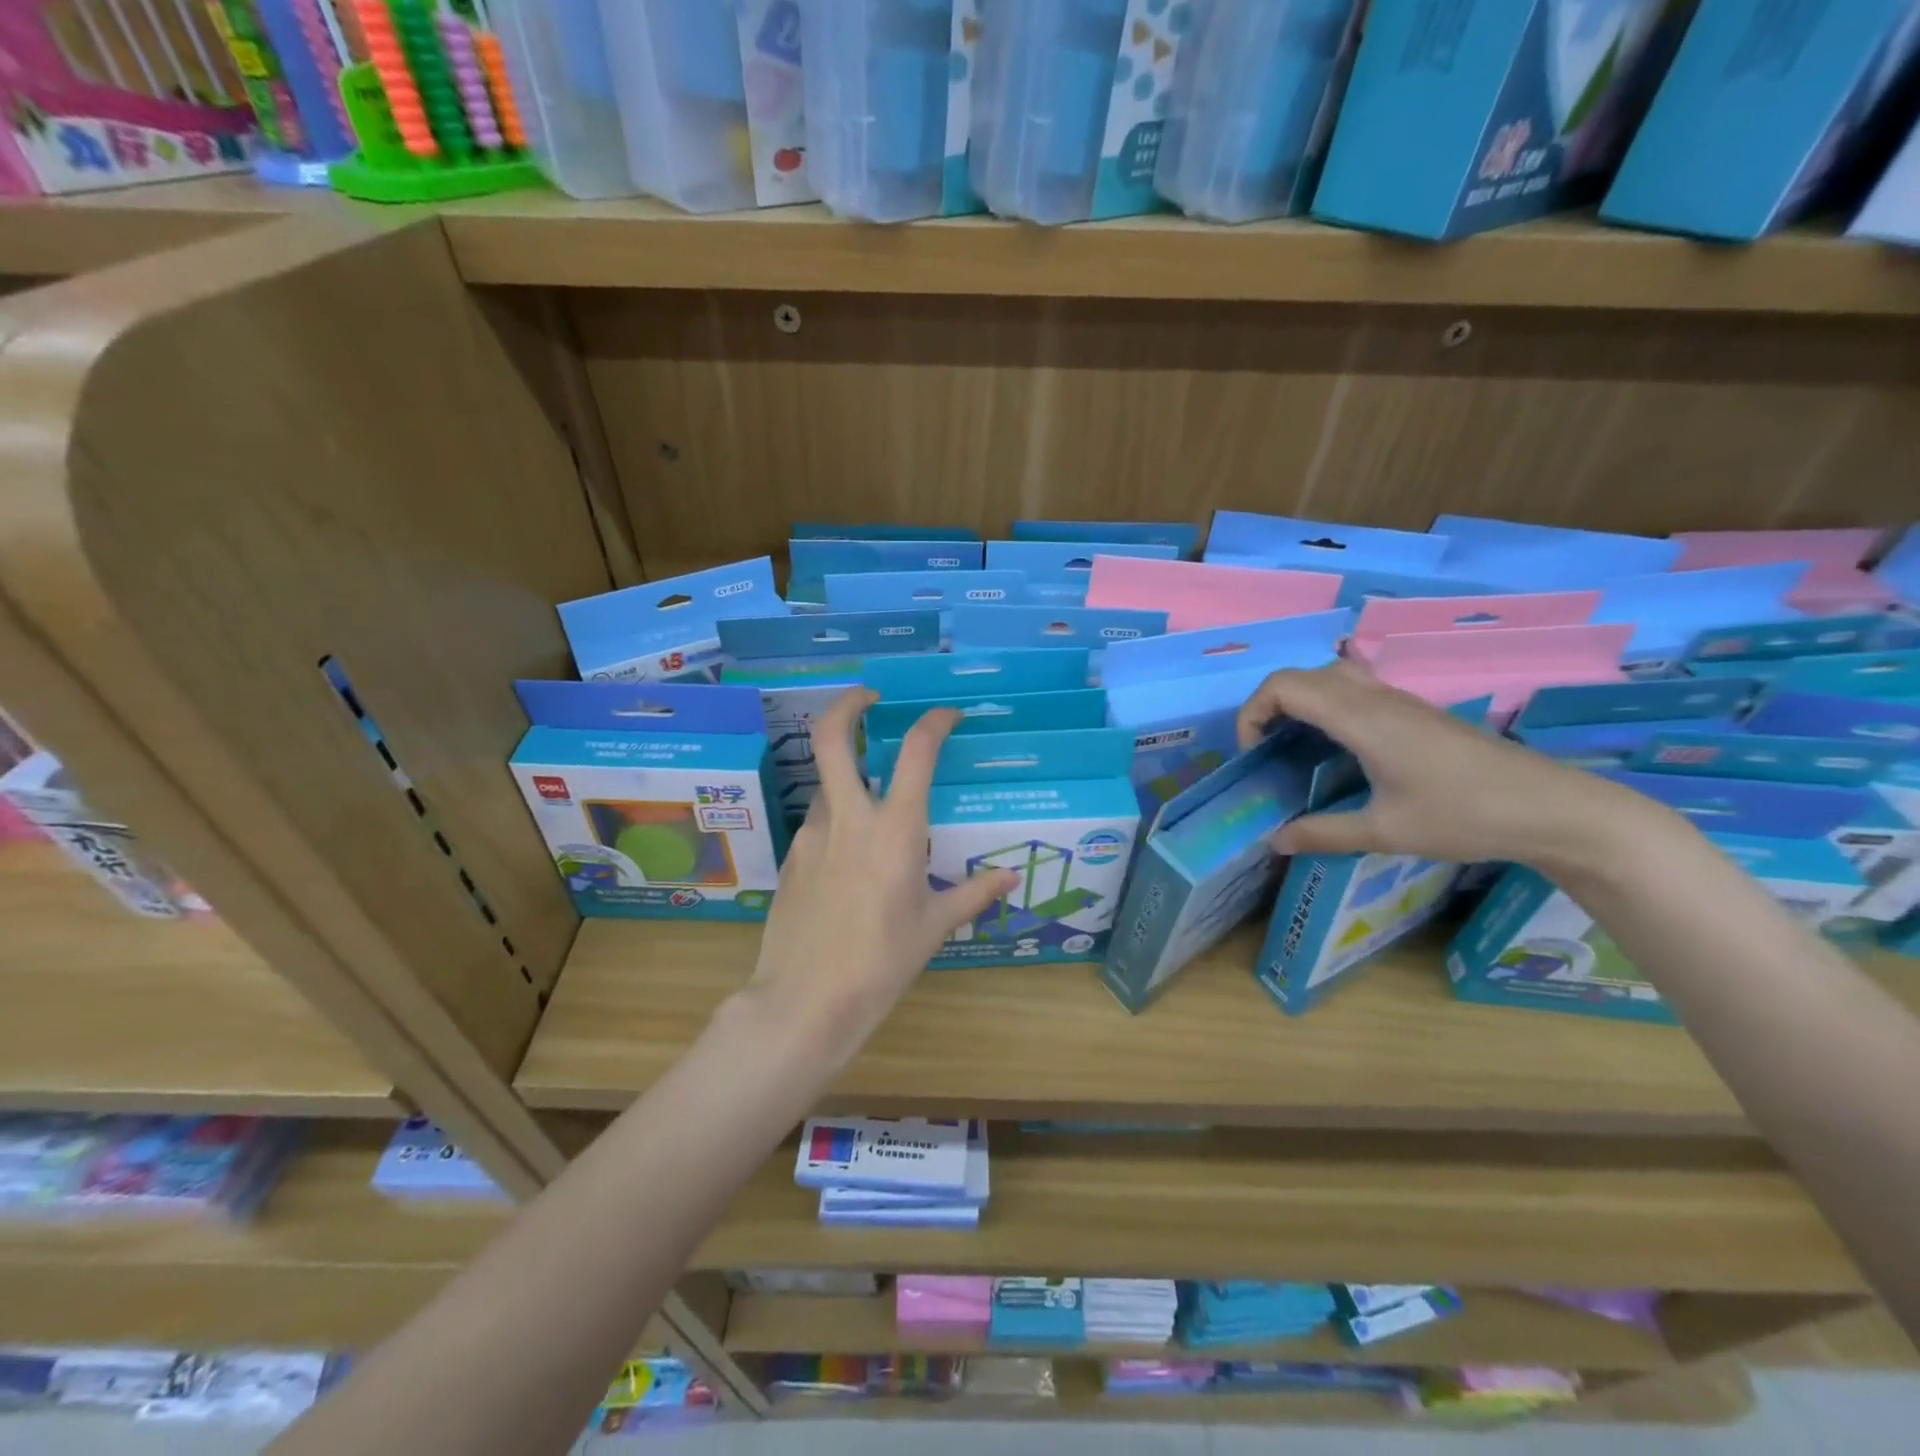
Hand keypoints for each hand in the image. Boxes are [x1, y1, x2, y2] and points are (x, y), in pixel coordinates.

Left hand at [740, 688, 1019, 1067]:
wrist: (804, 1002)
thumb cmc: (881, 964)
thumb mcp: (933, 928)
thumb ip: (972, 894)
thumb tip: (1009, 878)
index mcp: (896, 829)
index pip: (918, 751)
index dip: (935, 722)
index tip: (948, 715)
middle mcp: (850, 817)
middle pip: (833, 736)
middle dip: (849, 704)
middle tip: (869, 697)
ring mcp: (813, 834)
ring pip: (826, 783)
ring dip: (848, 776)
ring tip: (873, 803)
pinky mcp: (792, 857)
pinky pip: (818, 823)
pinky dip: (837, 821)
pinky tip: (850, 860)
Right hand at [1235, 659, 1666, 871]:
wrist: (1551, 807)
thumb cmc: (1464, 816)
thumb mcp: (1385, 832)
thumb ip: (1323, 833)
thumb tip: (1274, 842)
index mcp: (1361, 718)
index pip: (1284, 685)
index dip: (1253, 711)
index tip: (1253, 754)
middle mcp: (1375, 698)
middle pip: (1301, 675)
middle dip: (1269, 705)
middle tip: (1267, 750)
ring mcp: (1398, 701)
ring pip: (1330, 675)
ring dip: (1300, 701)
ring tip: (1295, 746)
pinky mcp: (1415, 711)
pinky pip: (1354, 689)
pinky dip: (1327, 706)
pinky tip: (1338, 749)